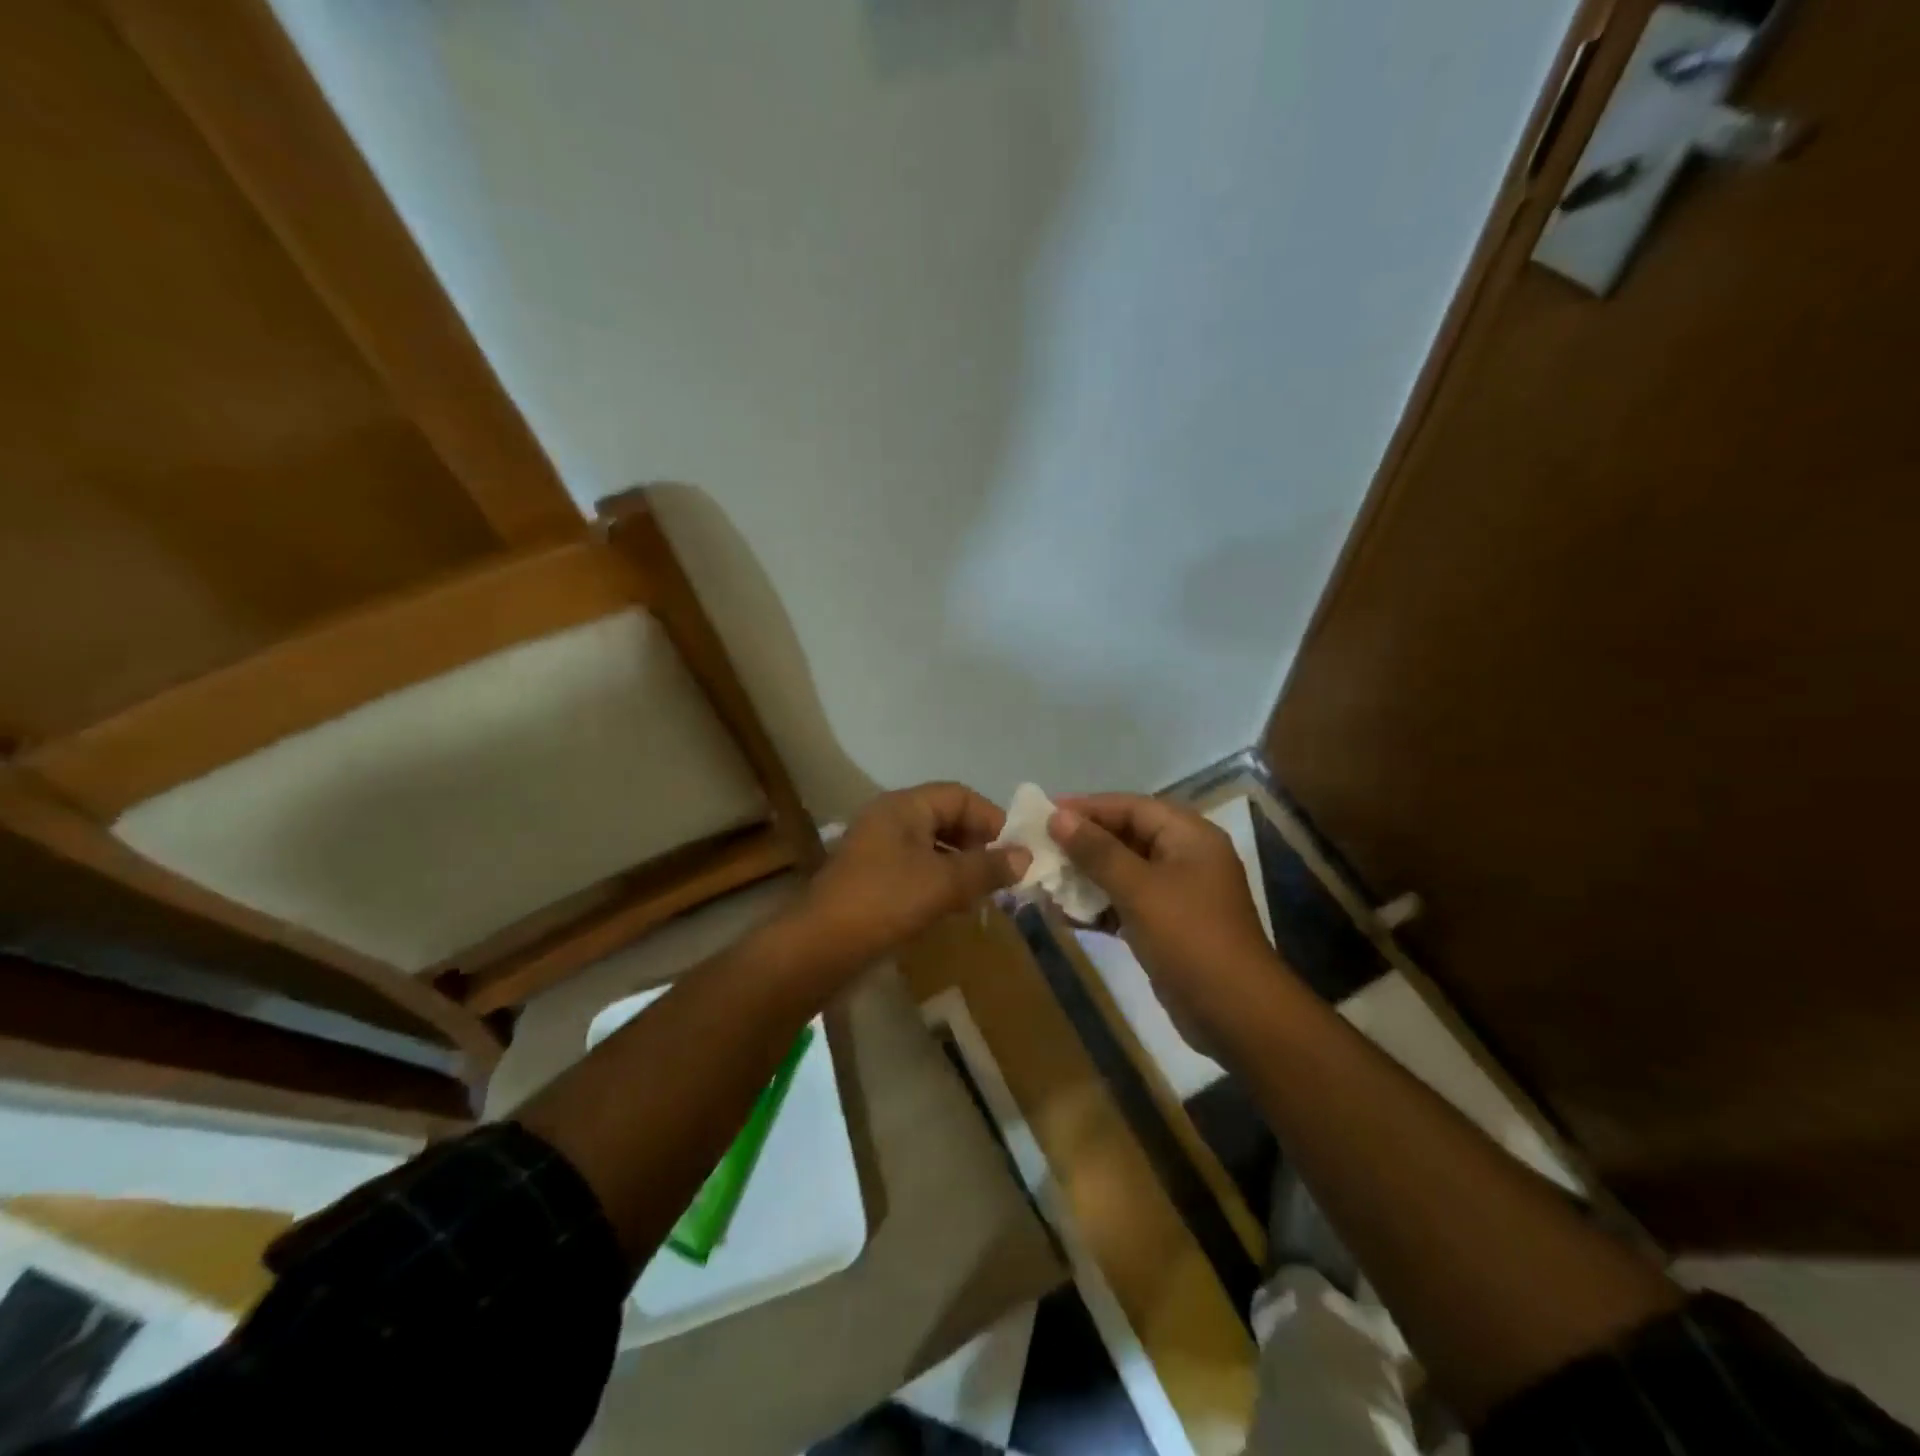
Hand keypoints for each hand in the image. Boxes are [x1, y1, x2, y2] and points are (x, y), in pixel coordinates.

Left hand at [788, 782, 1028, 978]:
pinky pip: (917, 868)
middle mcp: (890, 819)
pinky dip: (940, 882)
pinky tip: (954, 908)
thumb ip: (988, 867)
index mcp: (904, 806)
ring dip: (962, 866)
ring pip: (933, 846)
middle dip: (978, 844)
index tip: (1016, 851)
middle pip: (947, 818)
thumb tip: (1026, 856)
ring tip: (984, 894)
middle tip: (1003, 875)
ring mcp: (878, 849)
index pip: (960, 796)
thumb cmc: (886, 902)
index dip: (992, 819)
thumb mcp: (944, 883)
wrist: (820, 947)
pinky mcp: (873, 878)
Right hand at [1050, 794, 1278, 1037]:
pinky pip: (1124, 903)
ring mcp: (1175, 894)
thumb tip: (1058, 816)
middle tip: (1037, 847)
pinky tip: (1062, 914)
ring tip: (1042, 879)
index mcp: (1189, 836)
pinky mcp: (1165, 926)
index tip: (1044, 812)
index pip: (1131, 807)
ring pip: (1121, 872)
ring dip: (1084, 876)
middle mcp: (1184, 857)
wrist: (1236, 1014)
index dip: (1087, 807)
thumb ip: (1097, 851)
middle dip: (1081, 843)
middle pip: (1125, 837)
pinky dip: (1096, 906)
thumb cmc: (1189, 938)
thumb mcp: (1139, 889)